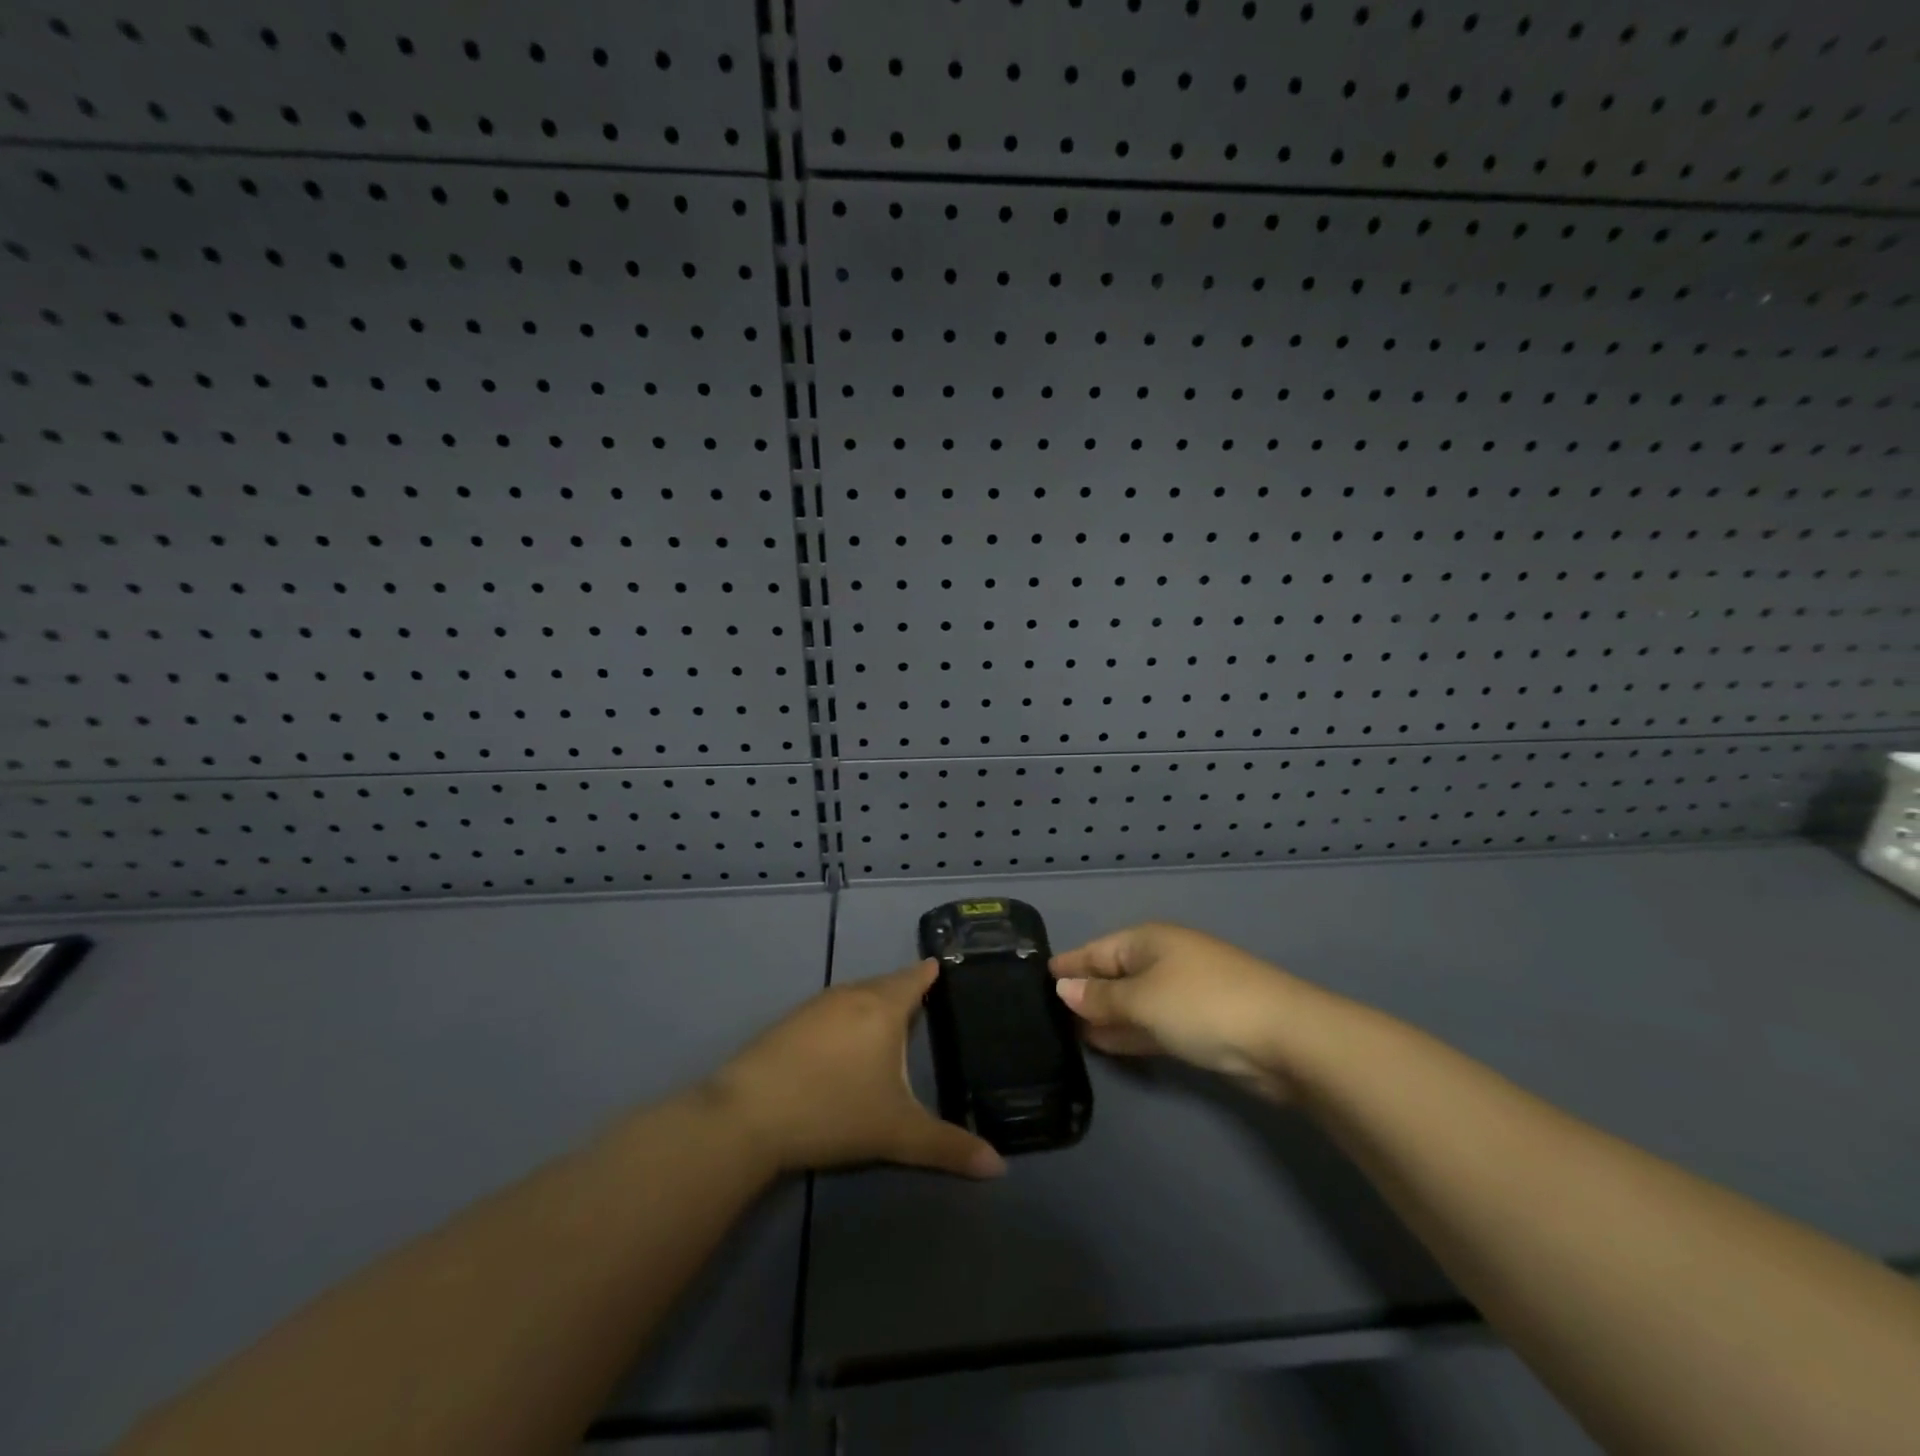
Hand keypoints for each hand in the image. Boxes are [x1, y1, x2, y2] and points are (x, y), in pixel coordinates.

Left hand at [708, 961, 1006, 1178]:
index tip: (945, 966)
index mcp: (883, 1007)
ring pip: (856, 995)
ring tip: (890, 1020)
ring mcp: (816, 1005)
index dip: (931, 973)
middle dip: (905, 989)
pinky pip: (831, 1009)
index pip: (915, 978)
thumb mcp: (897, 1132)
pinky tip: (844, 1042)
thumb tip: (1000, 1168)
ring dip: (874, 1003)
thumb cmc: (833, 1111)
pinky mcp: (789, 1022)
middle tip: (925, 1001)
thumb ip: (948, 1146)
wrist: (748, 1115)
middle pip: (886, 983)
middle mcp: (852, 994)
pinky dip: (847, 1016)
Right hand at [1051, 923, 1305, 1100]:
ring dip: (1106, 1016)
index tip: (1038, 977)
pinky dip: (1129, 1031)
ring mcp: (1184, 993)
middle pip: (1115, 974)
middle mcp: (1164, 961)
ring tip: (1070, 1034)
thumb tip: (1064, 989)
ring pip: (1133, 1002)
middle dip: (1085, 993)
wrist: (1284, 1038)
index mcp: (1148, 942)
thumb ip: (1101, 998)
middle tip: (1047, 1013)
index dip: (1069, 965)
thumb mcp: (1142, 1000)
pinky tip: (1105, 1044)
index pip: (1097, 950)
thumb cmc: (1202, 1005)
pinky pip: (1152, 1024)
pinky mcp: (1200, 1025)